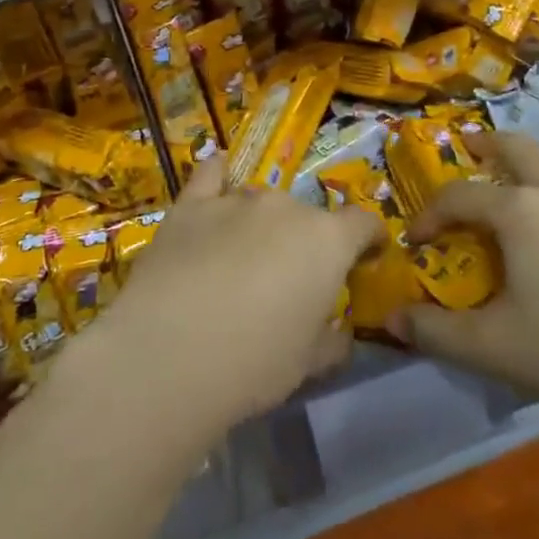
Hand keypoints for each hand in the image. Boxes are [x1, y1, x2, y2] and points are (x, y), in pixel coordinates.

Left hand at [77, 159, 384, 445]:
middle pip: (306, 215)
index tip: (365, 259)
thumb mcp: (309, 364)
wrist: (170, 353)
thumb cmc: (255, 363)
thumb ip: (333, 339)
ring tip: (243, 259)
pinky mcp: (190, 204)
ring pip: (260, 201)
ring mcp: (235, 199)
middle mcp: (285, 207)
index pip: (363, 223)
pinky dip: (220, 176)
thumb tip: (340, 330)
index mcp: (327, 241)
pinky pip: (211, 174)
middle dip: (305, 242)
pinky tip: (219, 177)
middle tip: (288, 280)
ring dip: (261, 224)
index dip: (368, 240)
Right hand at [397, 132, 538, 438]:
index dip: (430, 213)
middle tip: (471, 150)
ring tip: (535, 181)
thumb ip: (435, 333)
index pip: (460, 196)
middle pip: (519, 146)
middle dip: (487, 144)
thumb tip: (391, 319)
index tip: (417, 239)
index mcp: (521, 212)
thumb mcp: (494, 350)